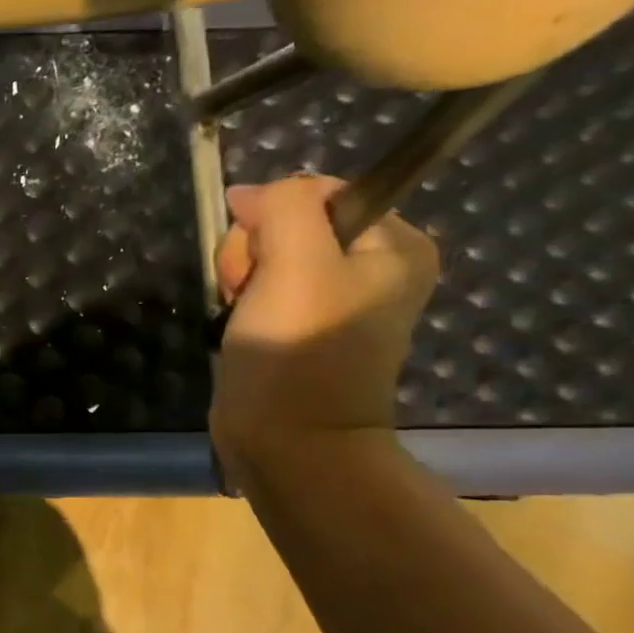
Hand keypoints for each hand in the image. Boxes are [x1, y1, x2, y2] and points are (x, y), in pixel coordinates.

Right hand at [210, 175, 438, 463]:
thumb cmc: (300, 351)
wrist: (288, 441)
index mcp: (395, 245)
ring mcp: (334, 298)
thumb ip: (286, 207)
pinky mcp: (300, 325)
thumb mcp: (297, 263)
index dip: (273, 217)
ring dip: (239, 277)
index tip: (261, 261)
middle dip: (252, 252)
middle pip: (287, 223)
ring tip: (241, 313)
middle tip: (248, 292)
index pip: (318, 192)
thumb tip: (251, 193)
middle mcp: (373, 266)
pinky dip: (239, 301)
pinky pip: (259, 286)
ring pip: (264, 255)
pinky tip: (238, 325)